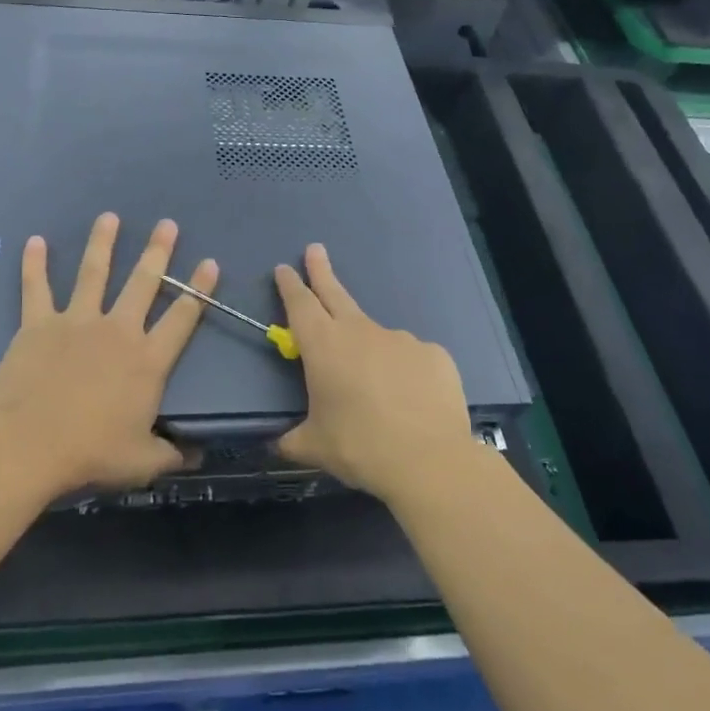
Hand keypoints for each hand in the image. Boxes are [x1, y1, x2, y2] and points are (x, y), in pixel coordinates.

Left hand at [0, 213, 217, 497]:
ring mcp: (77, 321)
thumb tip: (200, 454)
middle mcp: (118, 330)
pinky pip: (36, 288)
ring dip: (103, 243)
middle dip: (158, 251)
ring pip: (94, 273)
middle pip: (143, 282)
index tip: (210, 263)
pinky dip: (34, 264)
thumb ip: (173, 454)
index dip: (199, 290)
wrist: (29, 446)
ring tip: (109, 217)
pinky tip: (35, 241)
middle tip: (168, 224)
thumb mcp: (142, 462)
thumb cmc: (90, 453)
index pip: (182, 318)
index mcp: (147, 360)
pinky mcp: (39, 324)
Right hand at [274, 243, 474, 502]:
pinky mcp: (433, 354)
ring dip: (368, 349)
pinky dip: (404, 372)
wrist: (429, 460)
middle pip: (335, 294)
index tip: (284, 268)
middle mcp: (360, 332)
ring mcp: (400, 339)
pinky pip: (410, 358)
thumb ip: (291, 440)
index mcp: (324, 346)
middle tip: (315, 249)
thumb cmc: (360, 448)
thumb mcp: (314, 447)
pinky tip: (409, 399)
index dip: (290, 285)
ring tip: (375, 390)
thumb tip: (276, 444)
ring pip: (375, 336)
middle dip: (322, 271)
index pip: (300, 304)